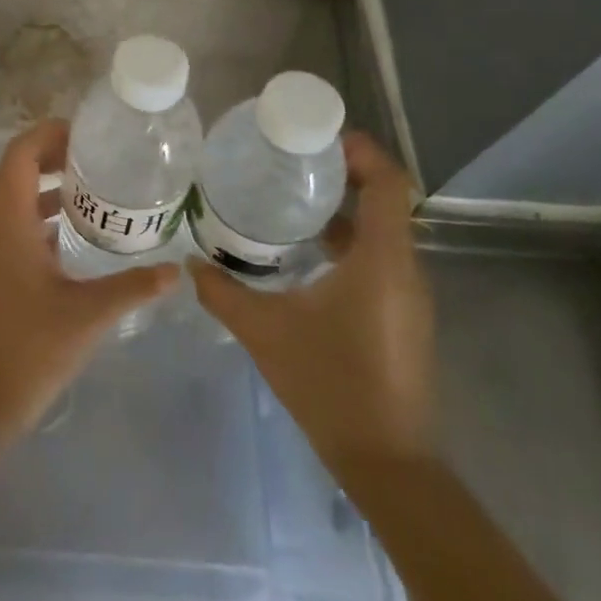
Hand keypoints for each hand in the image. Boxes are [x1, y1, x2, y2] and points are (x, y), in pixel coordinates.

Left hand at [0, 119, 180, 435]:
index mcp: (10, 224)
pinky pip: (22, 221)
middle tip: (97, 153)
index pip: (19, 155)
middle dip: (52, 152)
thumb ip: (134, 287)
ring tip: (95, 181)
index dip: (47, 134)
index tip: (86, 133)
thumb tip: (176, 270)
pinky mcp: (3, 268)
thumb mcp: (89, 314)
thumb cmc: (33, 347)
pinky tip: (80, 227)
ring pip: (18, 195)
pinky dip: (47, 211)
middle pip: (17, 168)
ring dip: (49, 181)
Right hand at [189, 131, 435, 478]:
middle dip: (344, 175)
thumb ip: (223, 292)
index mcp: (381, 261)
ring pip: (381, 233)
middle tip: (292, 163)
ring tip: (291, 201)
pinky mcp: (402, 318)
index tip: (320, 138)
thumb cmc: (330, 385)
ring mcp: (407, 297)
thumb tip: (192, 263)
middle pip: (385, 202)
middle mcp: (404, 270)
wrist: (387, 463)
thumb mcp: (264, 331)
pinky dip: (348, 243)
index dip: (362, 152)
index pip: (389, 184)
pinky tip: (305, 255)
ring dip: (344, 211)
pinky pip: (379, 261)